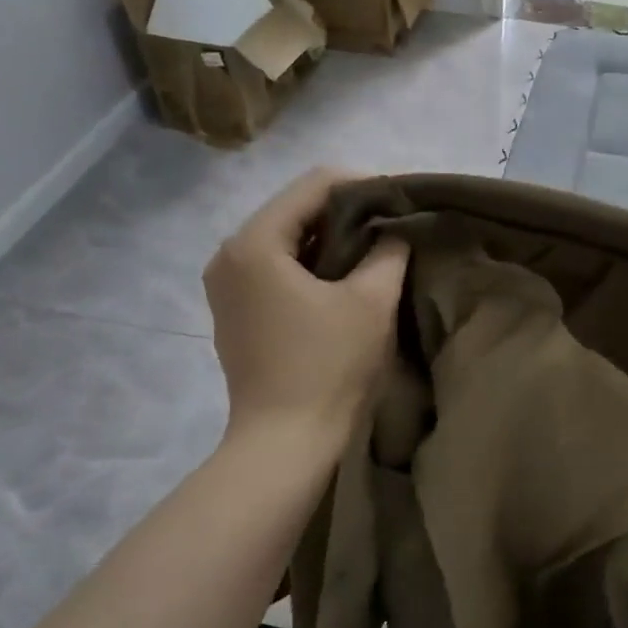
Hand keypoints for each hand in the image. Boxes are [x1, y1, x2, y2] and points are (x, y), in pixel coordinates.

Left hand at [203, 168, 407, 439]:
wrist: (286, 442)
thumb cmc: (329, 367)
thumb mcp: (371, 301)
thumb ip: (388, 251)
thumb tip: (393, 230)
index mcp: (254, 243)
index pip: (313, 185)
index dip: (363, 186)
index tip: (401, 203)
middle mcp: (228, 255)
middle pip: (295, 210)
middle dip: (346, 215)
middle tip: (392, 228)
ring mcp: (226, 286)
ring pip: (286, 241)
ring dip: (330, 242)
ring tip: (374, 254)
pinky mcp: (235, 313)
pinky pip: (276, 270)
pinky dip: (311, 267)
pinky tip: (343, 283)